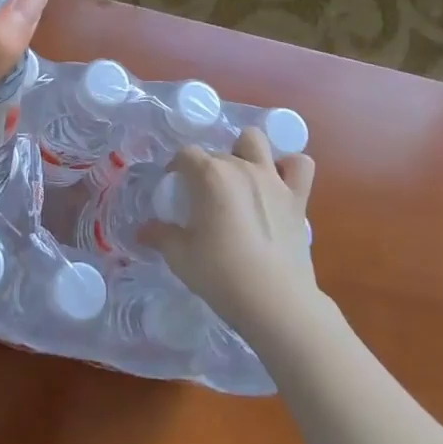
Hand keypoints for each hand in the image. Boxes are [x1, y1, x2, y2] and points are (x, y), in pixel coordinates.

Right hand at [142, 128, 318, 341]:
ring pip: (256, 141)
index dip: (176, 168)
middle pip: (217, 152)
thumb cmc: (221, 274)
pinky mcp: (297, 197)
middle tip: (203, 199)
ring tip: (240, 177)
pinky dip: (289, 167)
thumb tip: (142, 230)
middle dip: (206, 169)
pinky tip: (279, 182)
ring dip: (246, 151)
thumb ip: (160, 236)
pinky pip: (300, 165)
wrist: (275, 302)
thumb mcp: (180, 256)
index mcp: (209, 175)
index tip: (174, 190)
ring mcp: (272, 179)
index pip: (185, 154)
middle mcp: (240, 167)